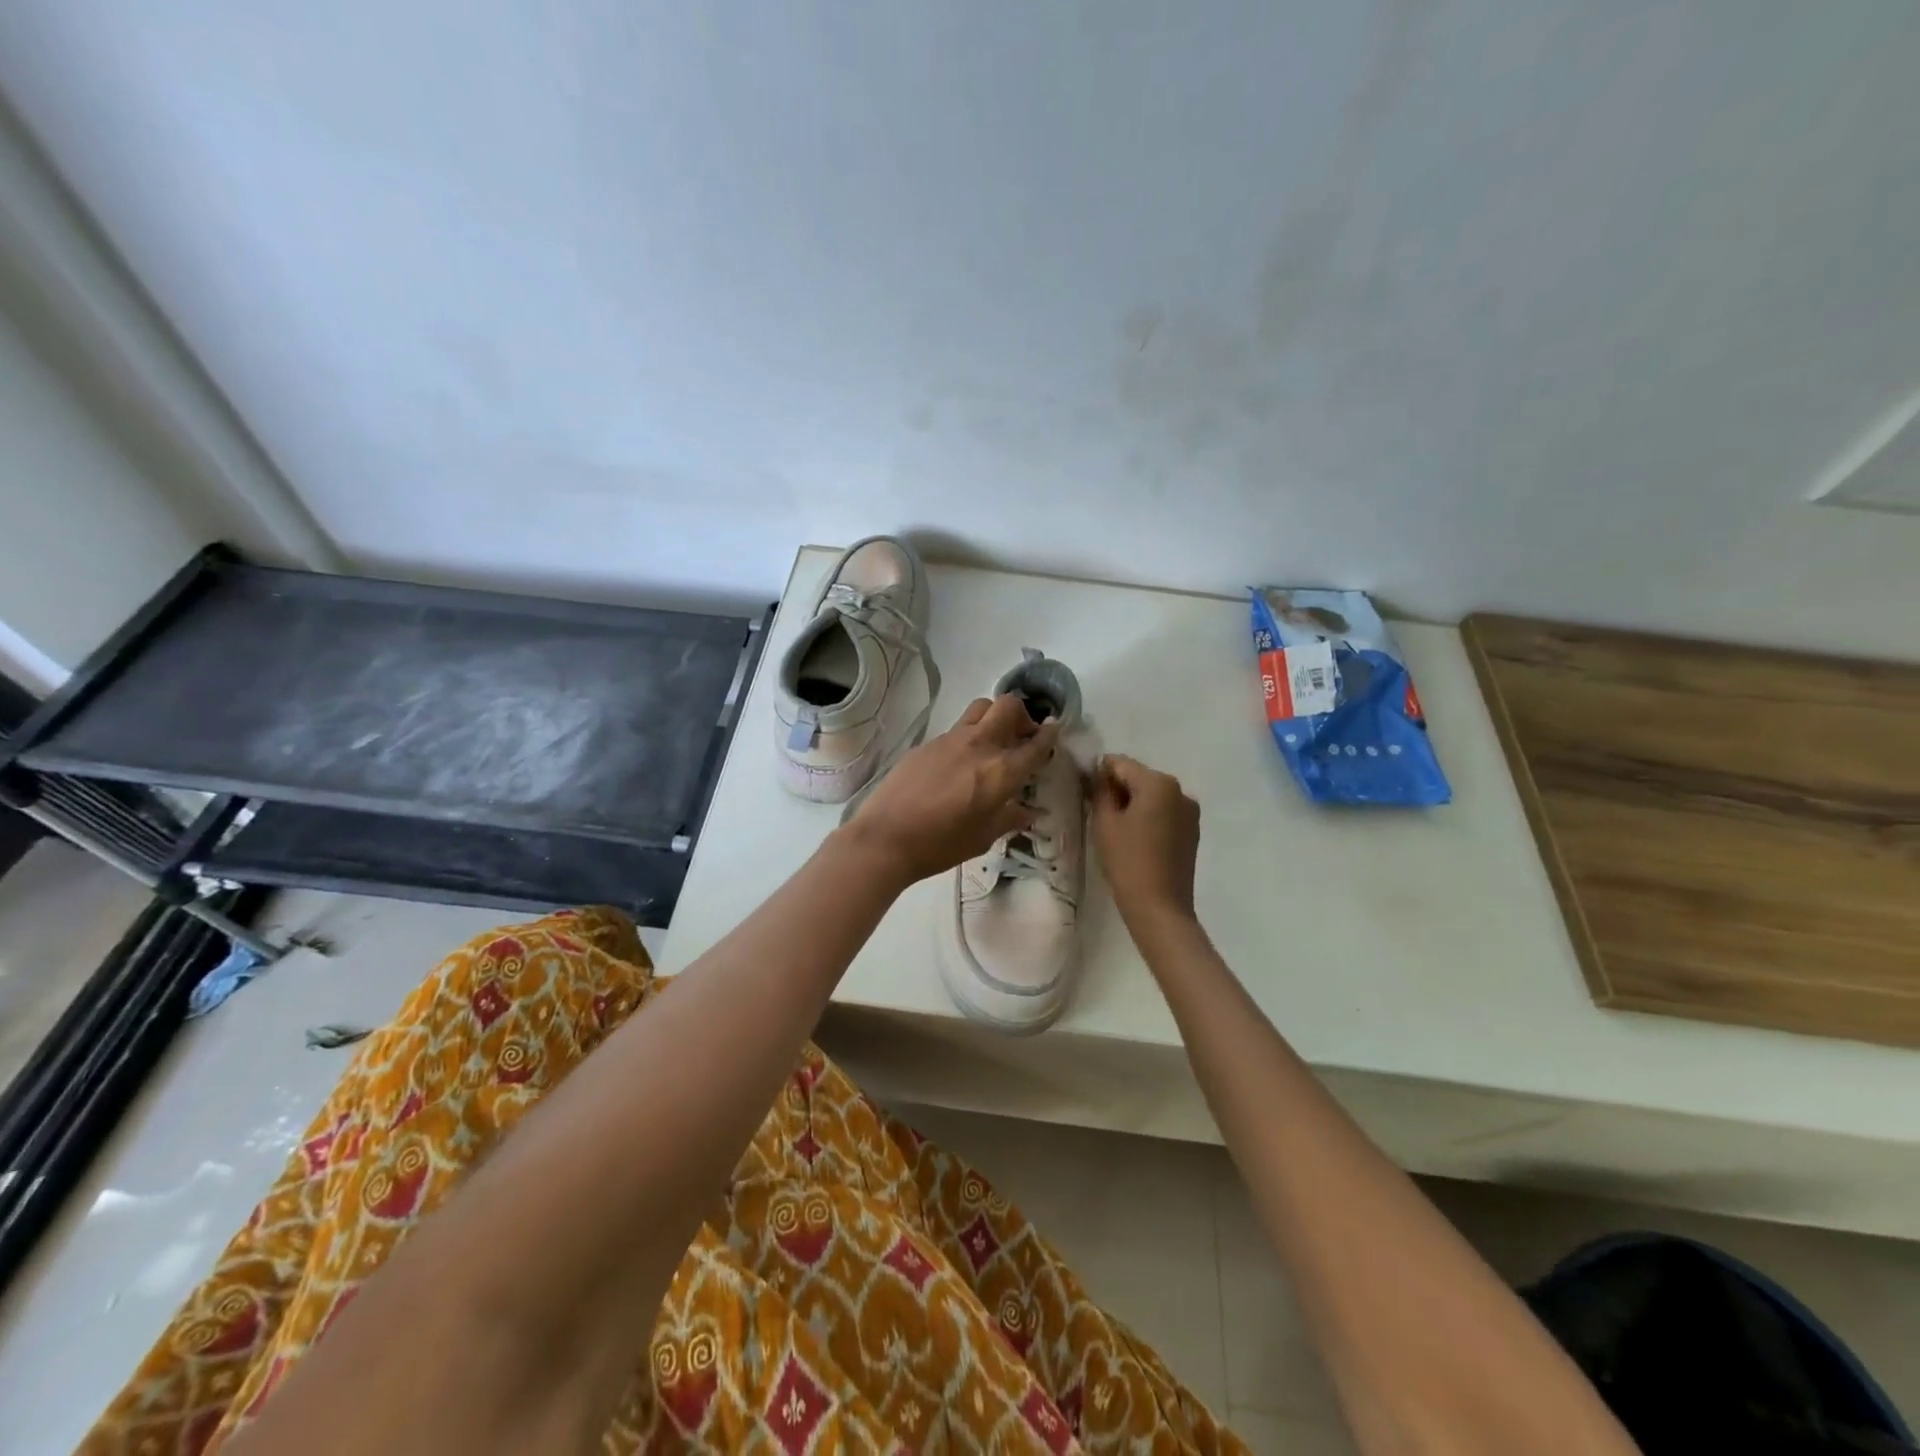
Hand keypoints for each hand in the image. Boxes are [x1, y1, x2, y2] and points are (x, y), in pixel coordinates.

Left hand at [842, 695, 1059, 887]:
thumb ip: (1010, 818)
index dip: (1049, 735)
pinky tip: (960, 762)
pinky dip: (968, 736)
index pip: (1035, 744)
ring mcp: (951, 740)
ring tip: (993, 741)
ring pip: (980, 708)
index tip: (1055, 731)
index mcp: (1001, 771)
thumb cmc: (941, 845)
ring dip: (994, 716)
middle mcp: (980, 745)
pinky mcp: (928, 743)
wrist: (886, 837)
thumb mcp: (983, 838)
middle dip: (1022, 715)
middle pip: (1008, 706)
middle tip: (1021, 735)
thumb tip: (1029, 812)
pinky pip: (956, 728)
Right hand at [1091, 754, 1201, 935]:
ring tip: (1117, 830)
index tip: (1085, 793)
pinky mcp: (1193, 830)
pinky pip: (1164, 812)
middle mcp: (1179, 789)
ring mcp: (1190, 811)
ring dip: (1134, 803)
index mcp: (1158, 782)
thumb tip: (1098, 774)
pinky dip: (1149, 817)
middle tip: (1099, 814)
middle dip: (1118, 789)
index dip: (1099, 774)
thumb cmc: (1127, 861)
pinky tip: (1136, 840)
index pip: (1120, 764)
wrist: (1160, 907)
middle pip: (1139, 777)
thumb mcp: (1105, 822)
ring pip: (1152, 795)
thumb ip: (1100, 791)